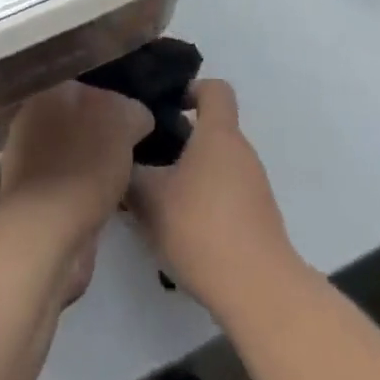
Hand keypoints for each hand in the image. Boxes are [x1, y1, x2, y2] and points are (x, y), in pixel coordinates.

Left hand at [0, 82, 152, 260]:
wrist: (46, 229)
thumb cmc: (86, 163)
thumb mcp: (124, 121)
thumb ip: (133, 113)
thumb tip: (137, 120)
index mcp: (56, 94)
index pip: (98, 94)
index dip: (121, 112)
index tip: (140, 134)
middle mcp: (38, 122)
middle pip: (83, 125)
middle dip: (105, 140)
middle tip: (133, 160)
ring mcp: (30, 164)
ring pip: (75, 158)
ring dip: (95, 170)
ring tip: (123, 188)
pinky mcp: (33, 203)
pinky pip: (70, 191)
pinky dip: (86, 198)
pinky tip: (106, 209)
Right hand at [126, 80, 296, 310]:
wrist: (258, 290)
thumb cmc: (202, 228)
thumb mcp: (150, 199)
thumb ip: (131, 173)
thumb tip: (120, 159)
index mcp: (219, 132)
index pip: (215, 88)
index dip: (191, 90)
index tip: (165, 108)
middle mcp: (241, 150)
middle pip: (211, 129)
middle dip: (179, 141)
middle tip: (148, 161)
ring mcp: (254, 185)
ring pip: (217, 164)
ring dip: (190, 175)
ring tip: (159, 201)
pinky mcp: (258, 217)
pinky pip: (227, 193)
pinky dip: (206, 202)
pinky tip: (183, 232)